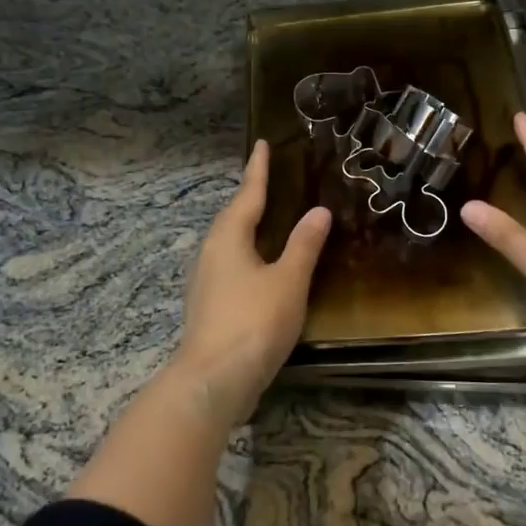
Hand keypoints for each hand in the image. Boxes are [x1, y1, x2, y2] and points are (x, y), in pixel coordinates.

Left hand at [171, 140, 330, 427]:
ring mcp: (206, 280)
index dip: (258, 169)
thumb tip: (318, 210)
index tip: (262, 144)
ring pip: (230, 242)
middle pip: (234, 216)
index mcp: (229, 237)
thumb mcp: (288, 280)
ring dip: (248, 226)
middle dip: (251, 197)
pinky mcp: (209, 305)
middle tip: (269, 180)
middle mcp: (212, 252)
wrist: (213, 381)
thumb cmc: (253, 322)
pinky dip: (248, 253)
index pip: (248, 193)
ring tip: (268, 218)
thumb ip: (304, 245)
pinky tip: (260, 266)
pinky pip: (231, 264)